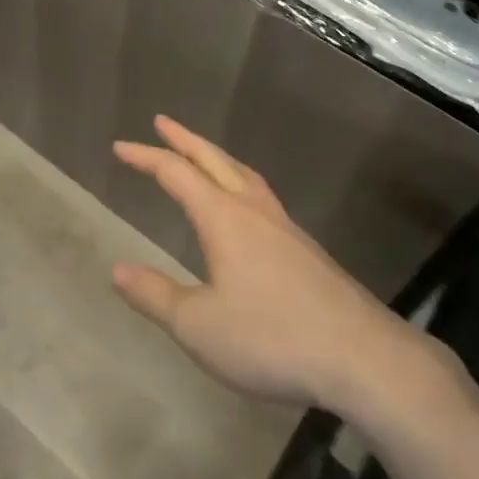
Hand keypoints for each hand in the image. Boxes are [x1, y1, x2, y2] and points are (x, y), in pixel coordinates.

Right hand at [111, 116, 416, 411]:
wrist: (361, 356)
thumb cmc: (271, 337)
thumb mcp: (199, 326)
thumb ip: (156, 296)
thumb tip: (117, 270)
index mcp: (223, 217)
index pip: (175, 173)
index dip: (145, 157)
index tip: (120, 147)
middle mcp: (253, 209)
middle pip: (213, 159)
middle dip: (184, 139)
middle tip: (162, 122)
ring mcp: (284, 226)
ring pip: (243, 174)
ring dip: (216, 157)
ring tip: (202, 155)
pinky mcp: (305, 248)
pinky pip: (262, 196)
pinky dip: (240, 182)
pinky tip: (244, 207)